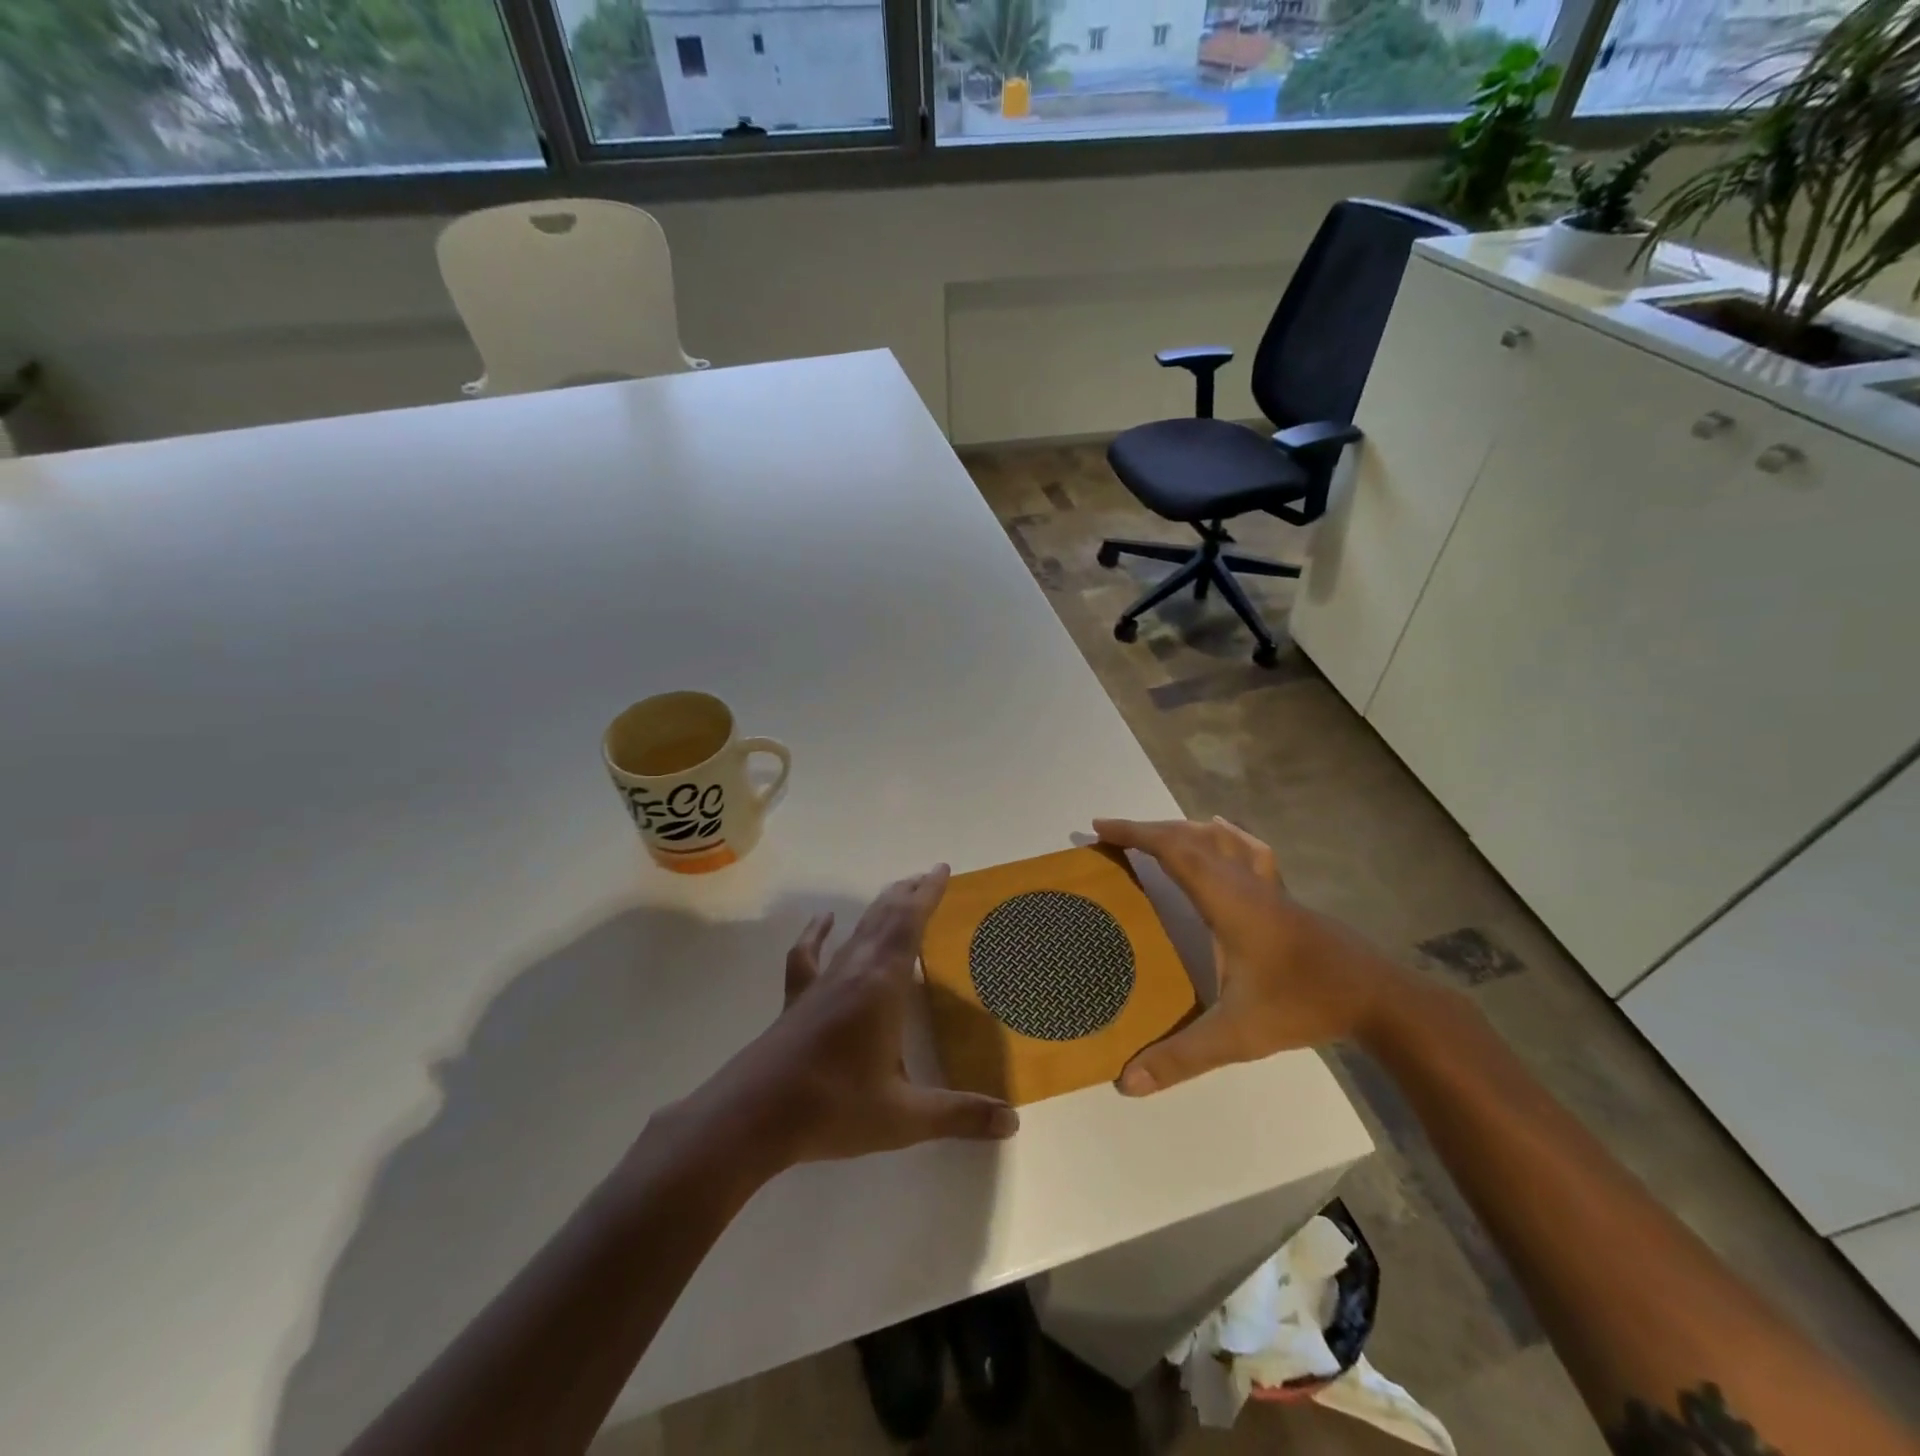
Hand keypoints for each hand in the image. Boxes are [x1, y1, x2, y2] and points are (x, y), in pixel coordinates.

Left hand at [689, 866, 1018, 1170]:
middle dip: (908, 894)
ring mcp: (822, 982)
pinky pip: (810, 953)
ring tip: (895, 893)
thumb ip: (959, 1115)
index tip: (941, 869)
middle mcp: (854, 971)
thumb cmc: (833, 1107)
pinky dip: (819, 933)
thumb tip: (1013, 1122)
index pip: (910, 925)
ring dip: (878, 909)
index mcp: (882, 985)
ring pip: (856, 931)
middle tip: (927, 876)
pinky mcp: (798, 998)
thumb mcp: (903, 1117)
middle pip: (884, 918)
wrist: (753, 1116)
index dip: (927, 895)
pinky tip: (825, 921)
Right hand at [1094, 817, 1408, 1094]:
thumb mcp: (1237, 1035)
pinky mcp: (1284, 896)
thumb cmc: (1302, 1004)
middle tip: (1114, 833)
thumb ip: (1181, 1057)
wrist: (1379, 998)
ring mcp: (1268, 886)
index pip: (1174, 849)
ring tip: (1157, 834)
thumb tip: (1125, 1082)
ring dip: (1182, 829)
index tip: (1100, 826)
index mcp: (1226, 899)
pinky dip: (1224, 835)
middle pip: (1191, 837)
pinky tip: (1223, 831)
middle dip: (1148, 829)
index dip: (1134, 832)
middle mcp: (1243, 881)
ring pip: (1220, 837)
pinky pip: (1247, 850)